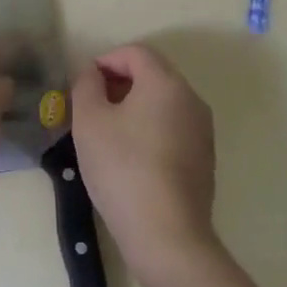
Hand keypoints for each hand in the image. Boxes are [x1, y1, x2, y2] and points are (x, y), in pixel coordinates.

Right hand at [71, 44, 218, 273]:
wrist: (167, 234)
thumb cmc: (122, 168)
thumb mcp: (89, 120)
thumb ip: (86, 85)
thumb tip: (92, 73)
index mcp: (166, 83)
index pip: (135, 52)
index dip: (105, 60)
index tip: (83, 85)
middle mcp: (191, 99)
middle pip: (152, 74)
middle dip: (118, 82)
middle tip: (90, 106)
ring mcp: (202, 130)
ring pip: (163, 102)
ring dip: (133, 106)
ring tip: (106, 132)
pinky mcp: (204, 159)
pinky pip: (172, 127)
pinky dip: (150, 128)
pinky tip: (130, 157)